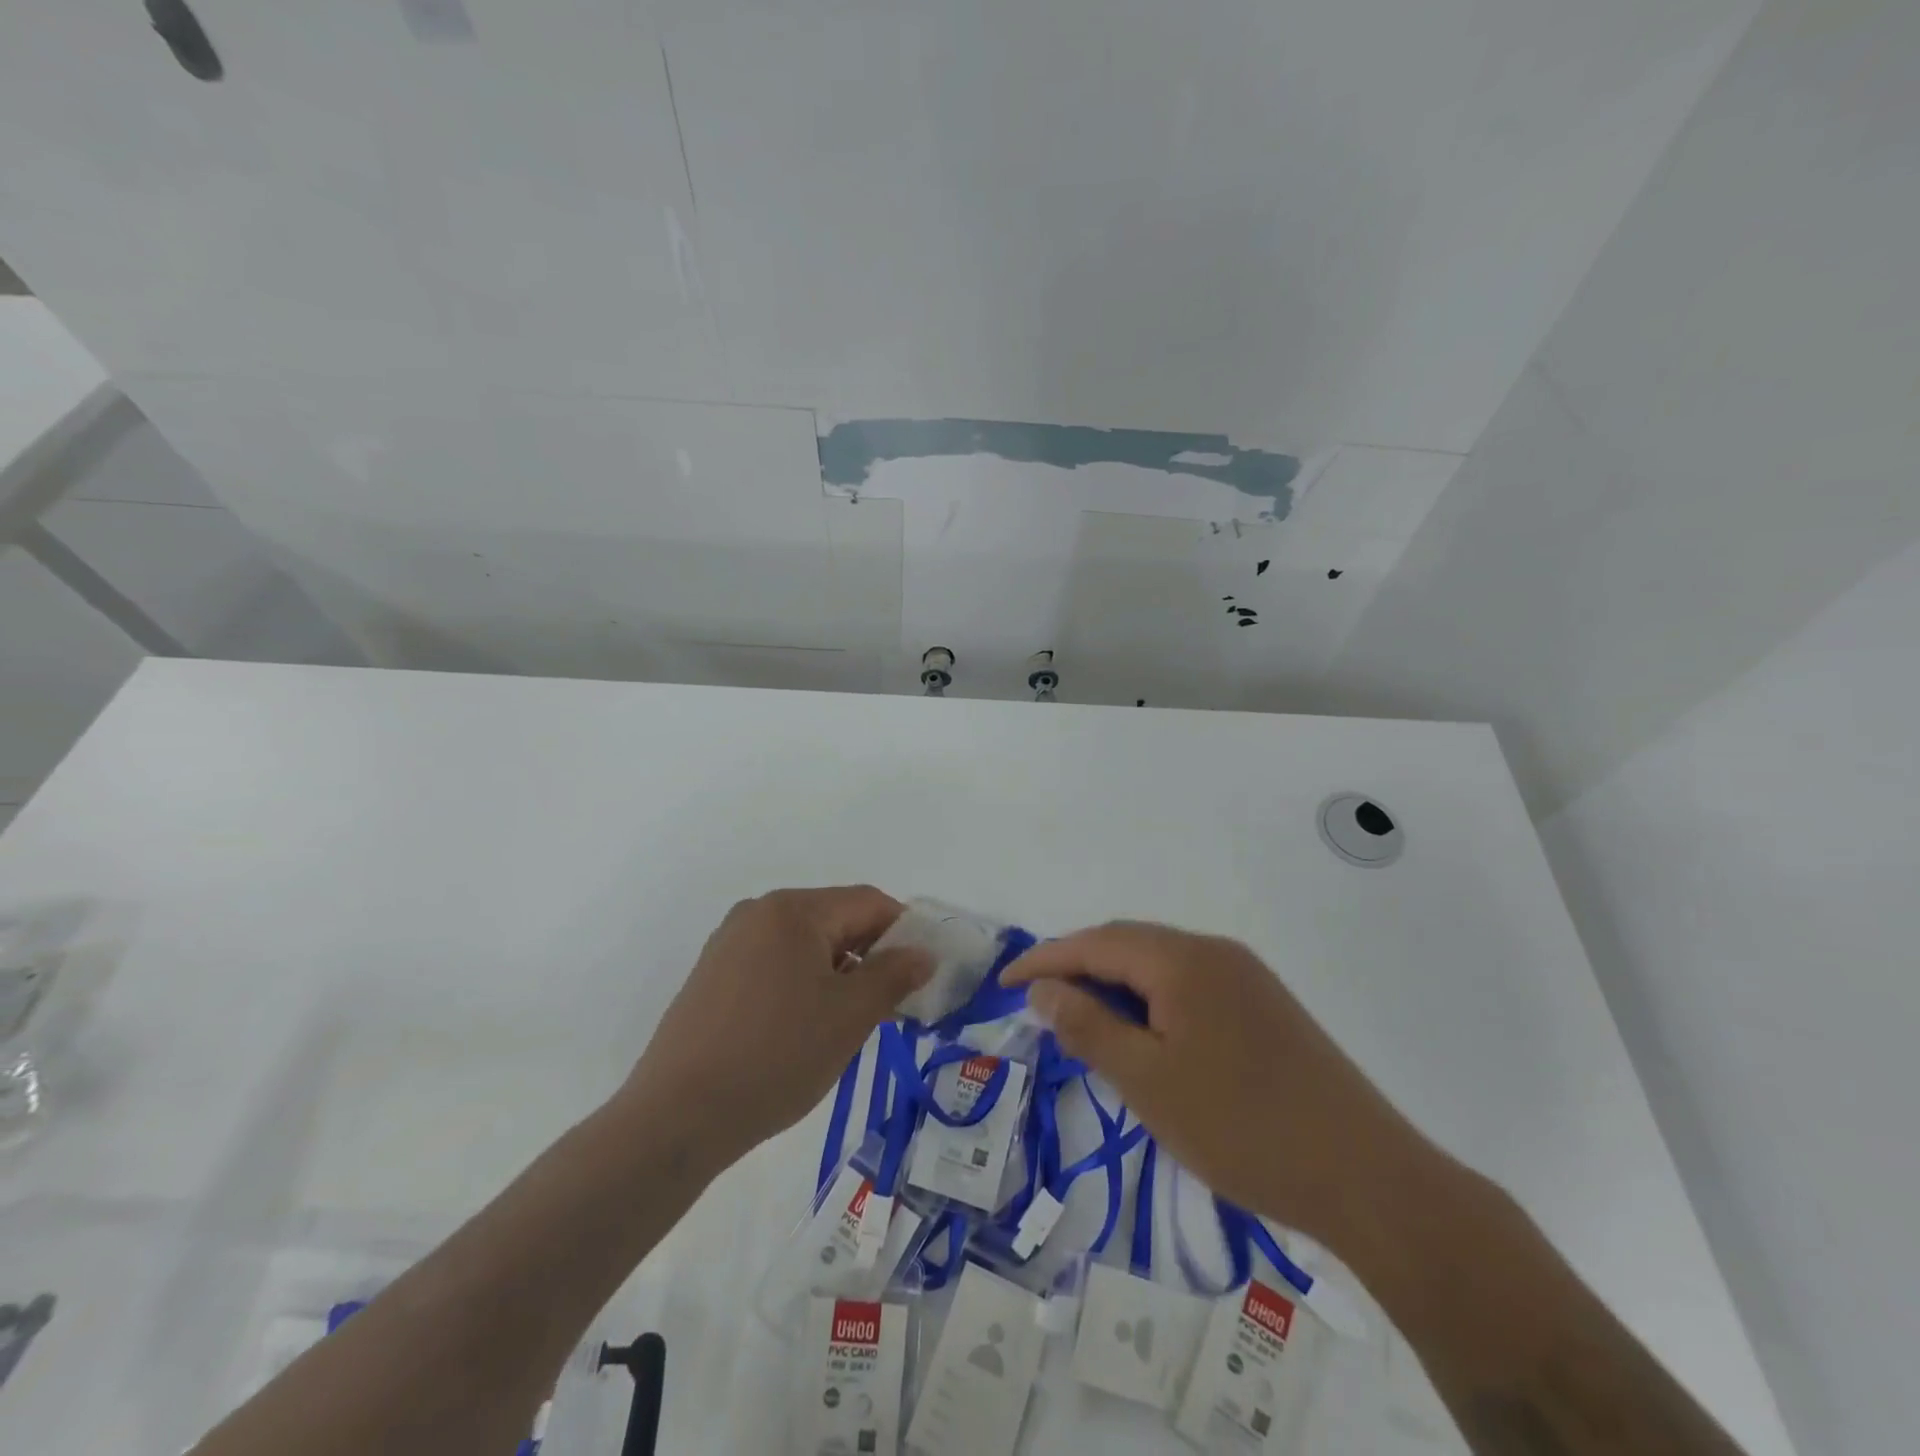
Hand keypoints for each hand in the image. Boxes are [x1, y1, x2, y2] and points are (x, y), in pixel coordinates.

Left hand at [620, 887, 929, 1165]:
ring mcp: (729, 943)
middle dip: (870, 954)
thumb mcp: (850, 1016)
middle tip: (891, 1004)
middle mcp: (758, 913)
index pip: (867, 902)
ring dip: (838, 972)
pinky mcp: (712, 975)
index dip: (904, 932)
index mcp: (793, 910)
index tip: (922, 974)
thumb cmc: (776, 1056)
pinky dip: (803, 983)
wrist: (677, 1117)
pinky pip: (774, 964)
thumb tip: (922, 954)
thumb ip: (894, 975)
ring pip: (805, 944)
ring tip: (848, 1022)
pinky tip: (804, 1028)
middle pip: (835, 918)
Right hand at [1005, 921, 1435, 1248]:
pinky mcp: (1264, 1004)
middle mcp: (1214, 951)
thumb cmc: (1241, 1126)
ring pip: (1159, 963)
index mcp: (1183, 959)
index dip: (1045, 960)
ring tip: (1083, 1020)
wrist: (1366, 1175)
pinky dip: (1151, 999)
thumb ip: (1088, 1026)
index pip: (1095, 943)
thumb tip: (1043, 990)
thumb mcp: (1148, 1081)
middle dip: (1078, 967)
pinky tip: (1144, 1034)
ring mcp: (1245, 975)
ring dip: (1115, 983)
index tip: (1004, 984)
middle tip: (1039, 1004)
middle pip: (1127, 943)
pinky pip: (1188, 983)